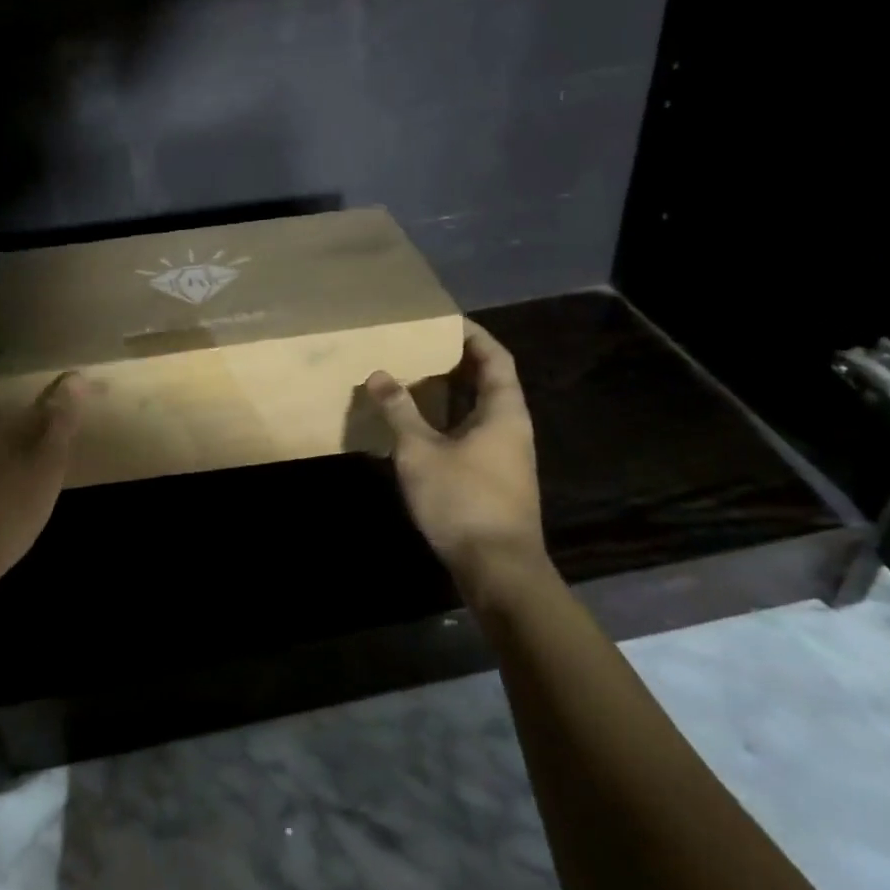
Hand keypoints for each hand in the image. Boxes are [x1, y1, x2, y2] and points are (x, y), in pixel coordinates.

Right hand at [365, 320, 546, 586]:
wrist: (498, 570)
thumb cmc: (462, 500)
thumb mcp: (420, 451)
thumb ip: (399, 410)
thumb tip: (378, 374)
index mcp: (503, 411)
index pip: (495, 358)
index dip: (473, 335)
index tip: (444, 320)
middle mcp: (511, 427)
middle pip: (489, 381)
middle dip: (456, 361)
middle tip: (418, 346)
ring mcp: (505, 455)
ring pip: (479, 410)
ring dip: (450, 393)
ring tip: (413, 378)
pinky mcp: (495, 479)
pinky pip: (473, 433)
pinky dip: (449, 420)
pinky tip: (419, 426)